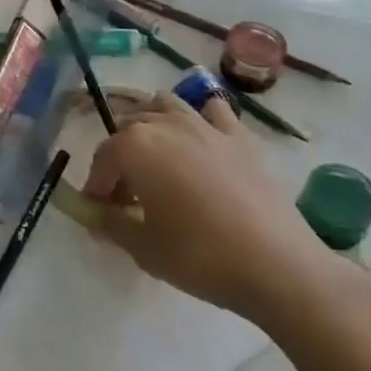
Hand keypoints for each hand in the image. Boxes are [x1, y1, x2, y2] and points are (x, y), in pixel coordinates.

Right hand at [82, 92, 350, 329]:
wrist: (277, 265)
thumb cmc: (200, 256)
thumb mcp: (143, 248)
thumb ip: (110, 223)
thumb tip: (92, 212)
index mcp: (135, 147)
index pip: (103, 158)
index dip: (96, 185)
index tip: (98, 211)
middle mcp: (166, 124)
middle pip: (129, 128)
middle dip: (121, 157)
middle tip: (127, 196)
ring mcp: (206, 126)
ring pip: (166, 105)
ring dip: (153, 125)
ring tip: (158, 159)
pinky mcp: (241, 137)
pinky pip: (213, 111)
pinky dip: (201, 119)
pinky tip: (203, 143)